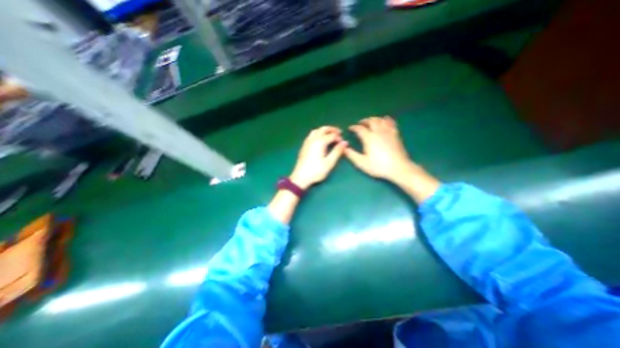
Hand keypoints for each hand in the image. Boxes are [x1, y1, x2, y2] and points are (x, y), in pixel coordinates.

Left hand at [289, 124, 346, 188]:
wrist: (301, 177)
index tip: (343, 143)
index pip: (332, 135)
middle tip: (339, 133)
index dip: (339, 138)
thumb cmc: (316, 171)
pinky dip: (318, 133)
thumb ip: (337, 151)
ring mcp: (307, 142)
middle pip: (323, 129)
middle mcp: (313, 139)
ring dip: (324, 130)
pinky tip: (320, 140)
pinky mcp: (304, 146)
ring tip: (330, 135)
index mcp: (320, 142)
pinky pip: (311, 135)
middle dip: (332, 129)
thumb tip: (345, 142)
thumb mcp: (329, 162)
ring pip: (316, 131)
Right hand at [344, 115, 440, 203]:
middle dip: (364, 121)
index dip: (354, 127)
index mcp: (369, 138)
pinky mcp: (396, 134)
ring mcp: (388, 132)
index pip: (359, 129)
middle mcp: (378, 132)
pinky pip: (391, 123)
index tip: (350, 128)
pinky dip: (386, 120)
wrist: (399, 168)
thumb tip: (344, 148)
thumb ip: (351, 155)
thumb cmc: (379, 166)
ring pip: (380, 120)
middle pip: (371, 121)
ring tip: (370, 121)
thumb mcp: (362, 163)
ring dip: (374, 119)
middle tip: (360, 123)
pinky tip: (384, 121)